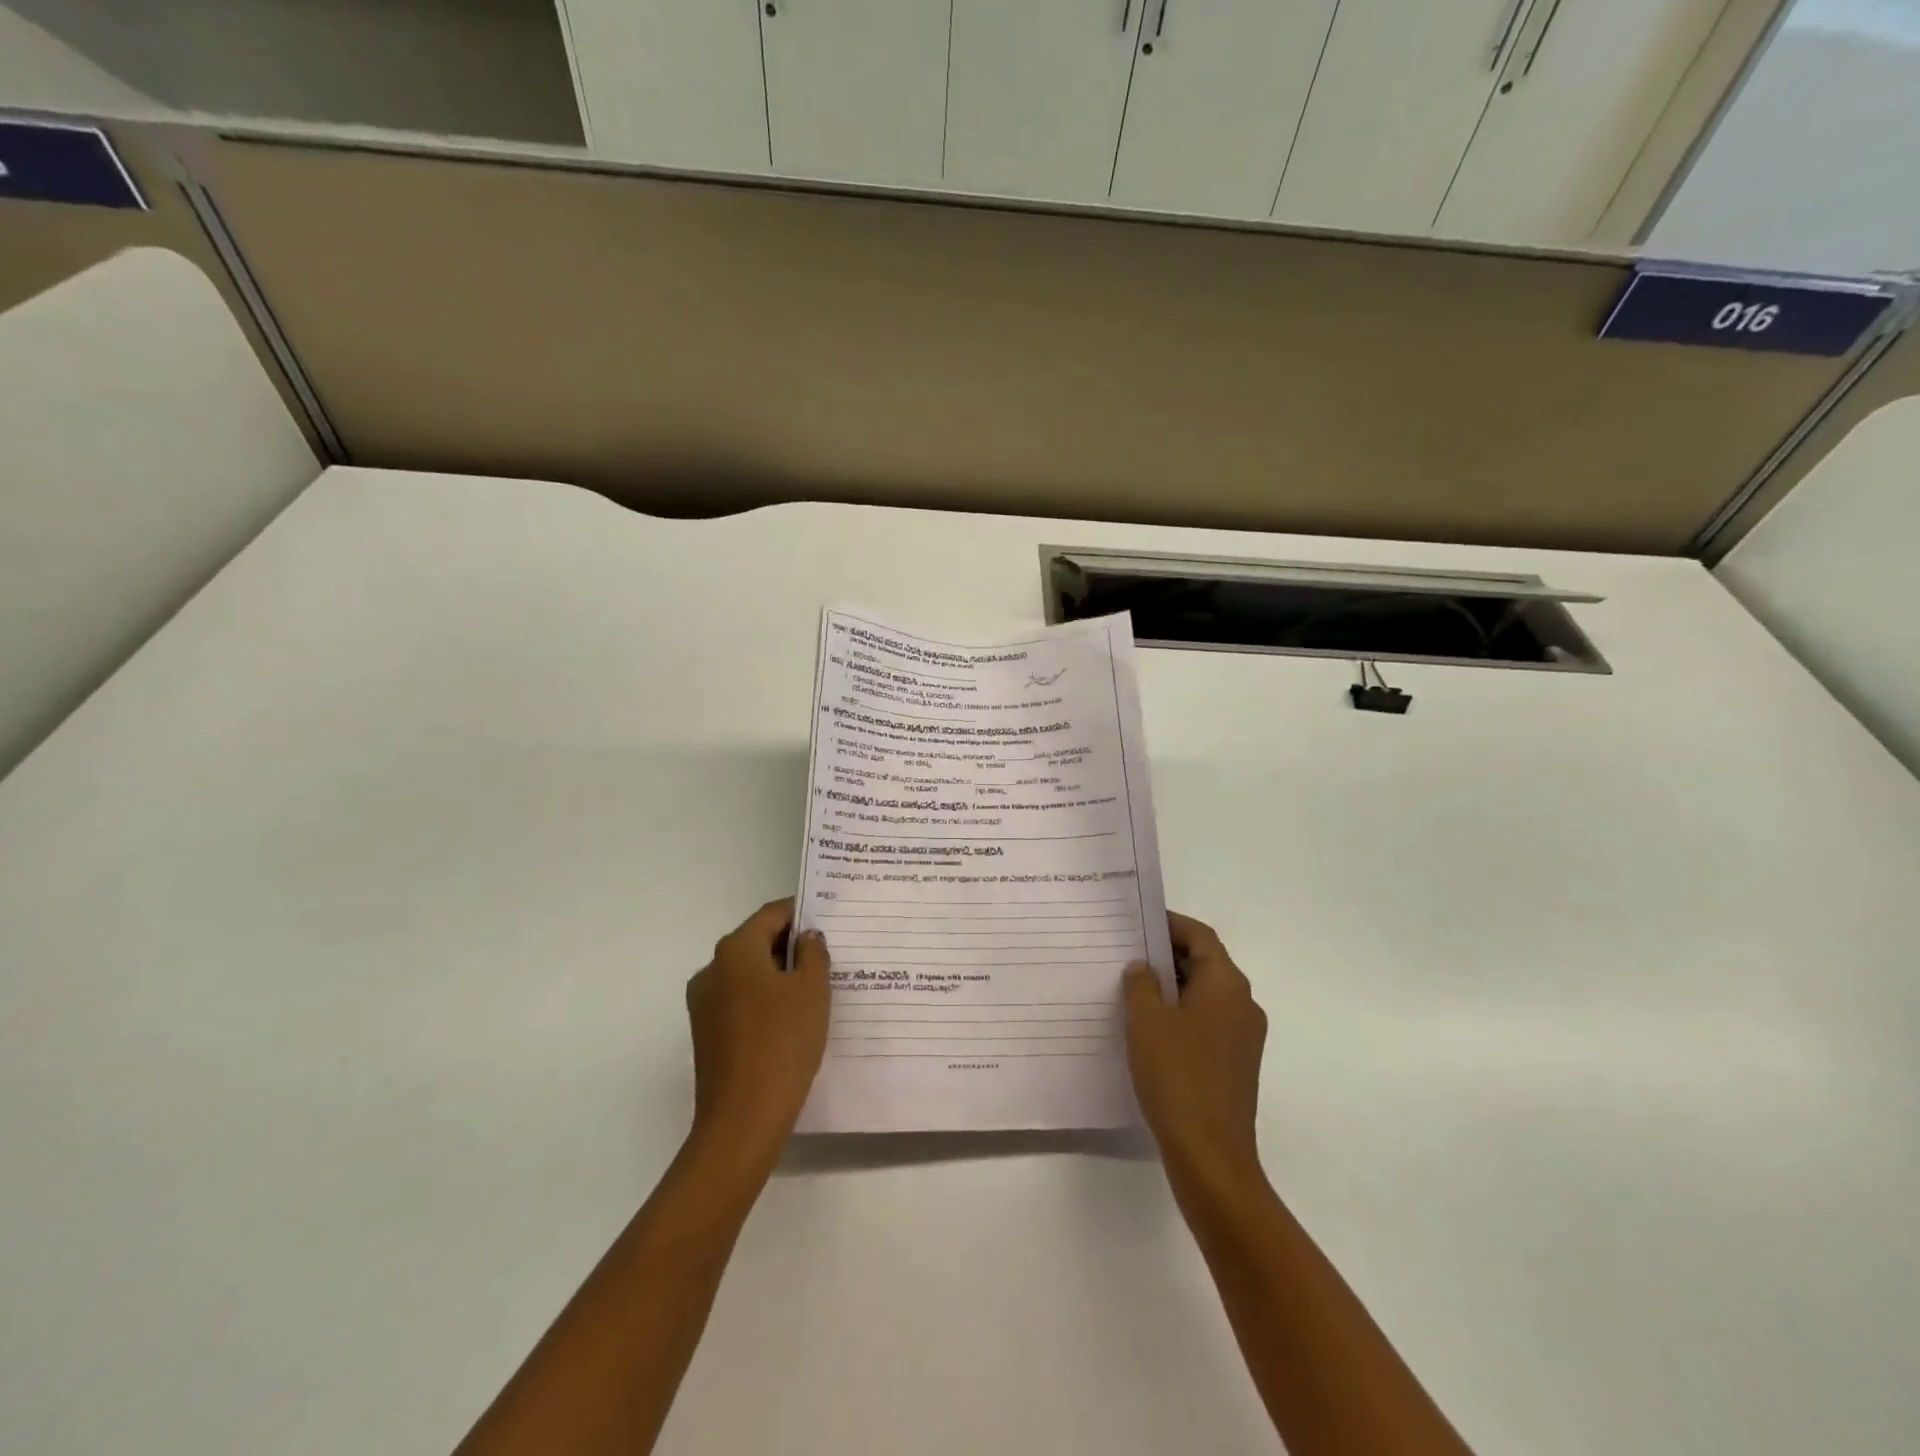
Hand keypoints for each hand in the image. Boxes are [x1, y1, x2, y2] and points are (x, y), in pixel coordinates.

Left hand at [684, 899, 830, 1170]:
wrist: (743, 1119)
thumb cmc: (783, 1042)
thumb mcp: (812, 990)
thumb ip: (813, 953)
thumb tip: (806, 938)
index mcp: (735, 950)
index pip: (771, 914)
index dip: (800, 913)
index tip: (828, 920)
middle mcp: (712, 969)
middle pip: (756, 942)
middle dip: (791, 945)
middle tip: (828, 955)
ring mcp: (704, 1003)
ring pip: (748, 973)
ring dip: (778, 974)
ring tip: (815, 988)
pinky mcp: (706, 1032)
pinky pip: (740, 1000)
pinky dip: (764, 999)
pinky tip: (791, 1018)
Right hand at [1124, 912, 1269, 1202]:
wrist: (1211, 1155)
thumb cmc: (1177, 1076)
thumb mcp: (1147, 1021)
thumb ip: (1141, 984)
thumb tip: (1144, 967)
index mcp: (1226, 984)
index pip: (1201, 937)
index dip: (1170, 924)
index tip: (1138, 923)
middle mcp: (1243, 1004)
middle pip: (1206, 963)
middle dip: (1168, 955)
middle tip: (1127, 954)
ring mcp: (1244, 1036)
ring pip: (1206, 994)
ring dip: (1173, 986)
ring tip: (1132, 989)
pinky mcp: (1236, 1063)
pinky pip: (1208, 1022)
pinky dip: (1182, 1014)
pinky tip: (1150, 1028)